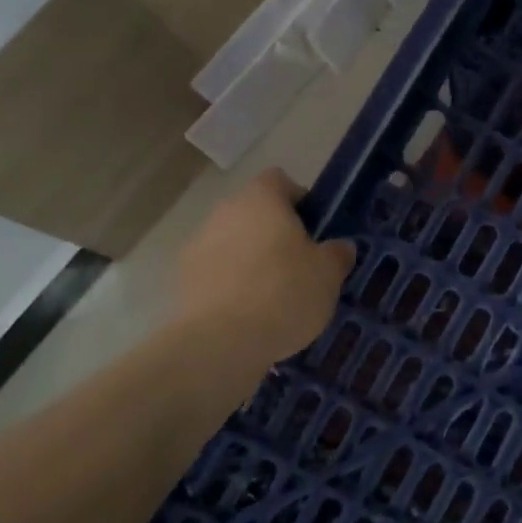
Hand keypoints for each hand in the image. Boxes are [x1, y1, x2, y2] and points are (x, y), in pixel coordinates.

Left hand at [173, 170, 354, 371]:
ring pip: (232, 242)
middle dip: (274, 233)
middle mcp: (225, 211)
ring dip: (249, 258)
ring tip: (271, 296)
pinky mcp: (182, 279)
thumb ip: (337, 254)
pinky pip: (215, 272)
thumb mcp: (328, 275)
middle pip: (254, 212)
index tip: (314, 229)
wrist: (219, 342)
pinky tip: (246, 314)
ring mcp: (197, 244)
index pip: (280, 180)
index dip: (299, 200)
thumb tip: (339, 247)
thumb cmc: (284, 293)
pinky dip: (229, 284)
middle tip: (298, 265)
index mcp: (262, 199)